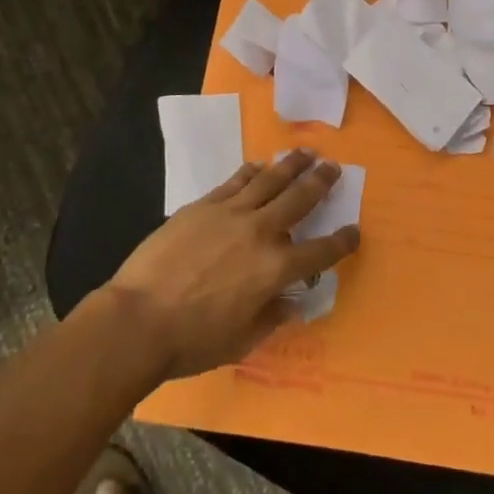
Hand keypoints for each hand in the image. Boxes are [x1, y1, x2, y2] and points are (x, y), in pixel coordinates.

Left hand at [101, 151, 360, 380]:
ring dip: (291, 165)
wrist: (139, 318)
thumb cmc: (192, 340)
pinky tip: (259, 165)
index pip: (320, 252)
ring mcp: (231, 213)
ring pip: (269, 180)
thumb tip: (290, 302)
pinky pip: (235, 181)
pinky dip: (251, 171)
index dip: (342, 241)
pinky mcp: (203, 205)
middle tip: (333, 166)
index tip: (354, 230)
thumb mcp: (241, 340)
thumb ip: (271, 317)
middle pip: (299, 199)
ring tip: (306, 153)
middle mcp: (260, 233)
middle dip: (321, 182)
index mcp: (276, 270)